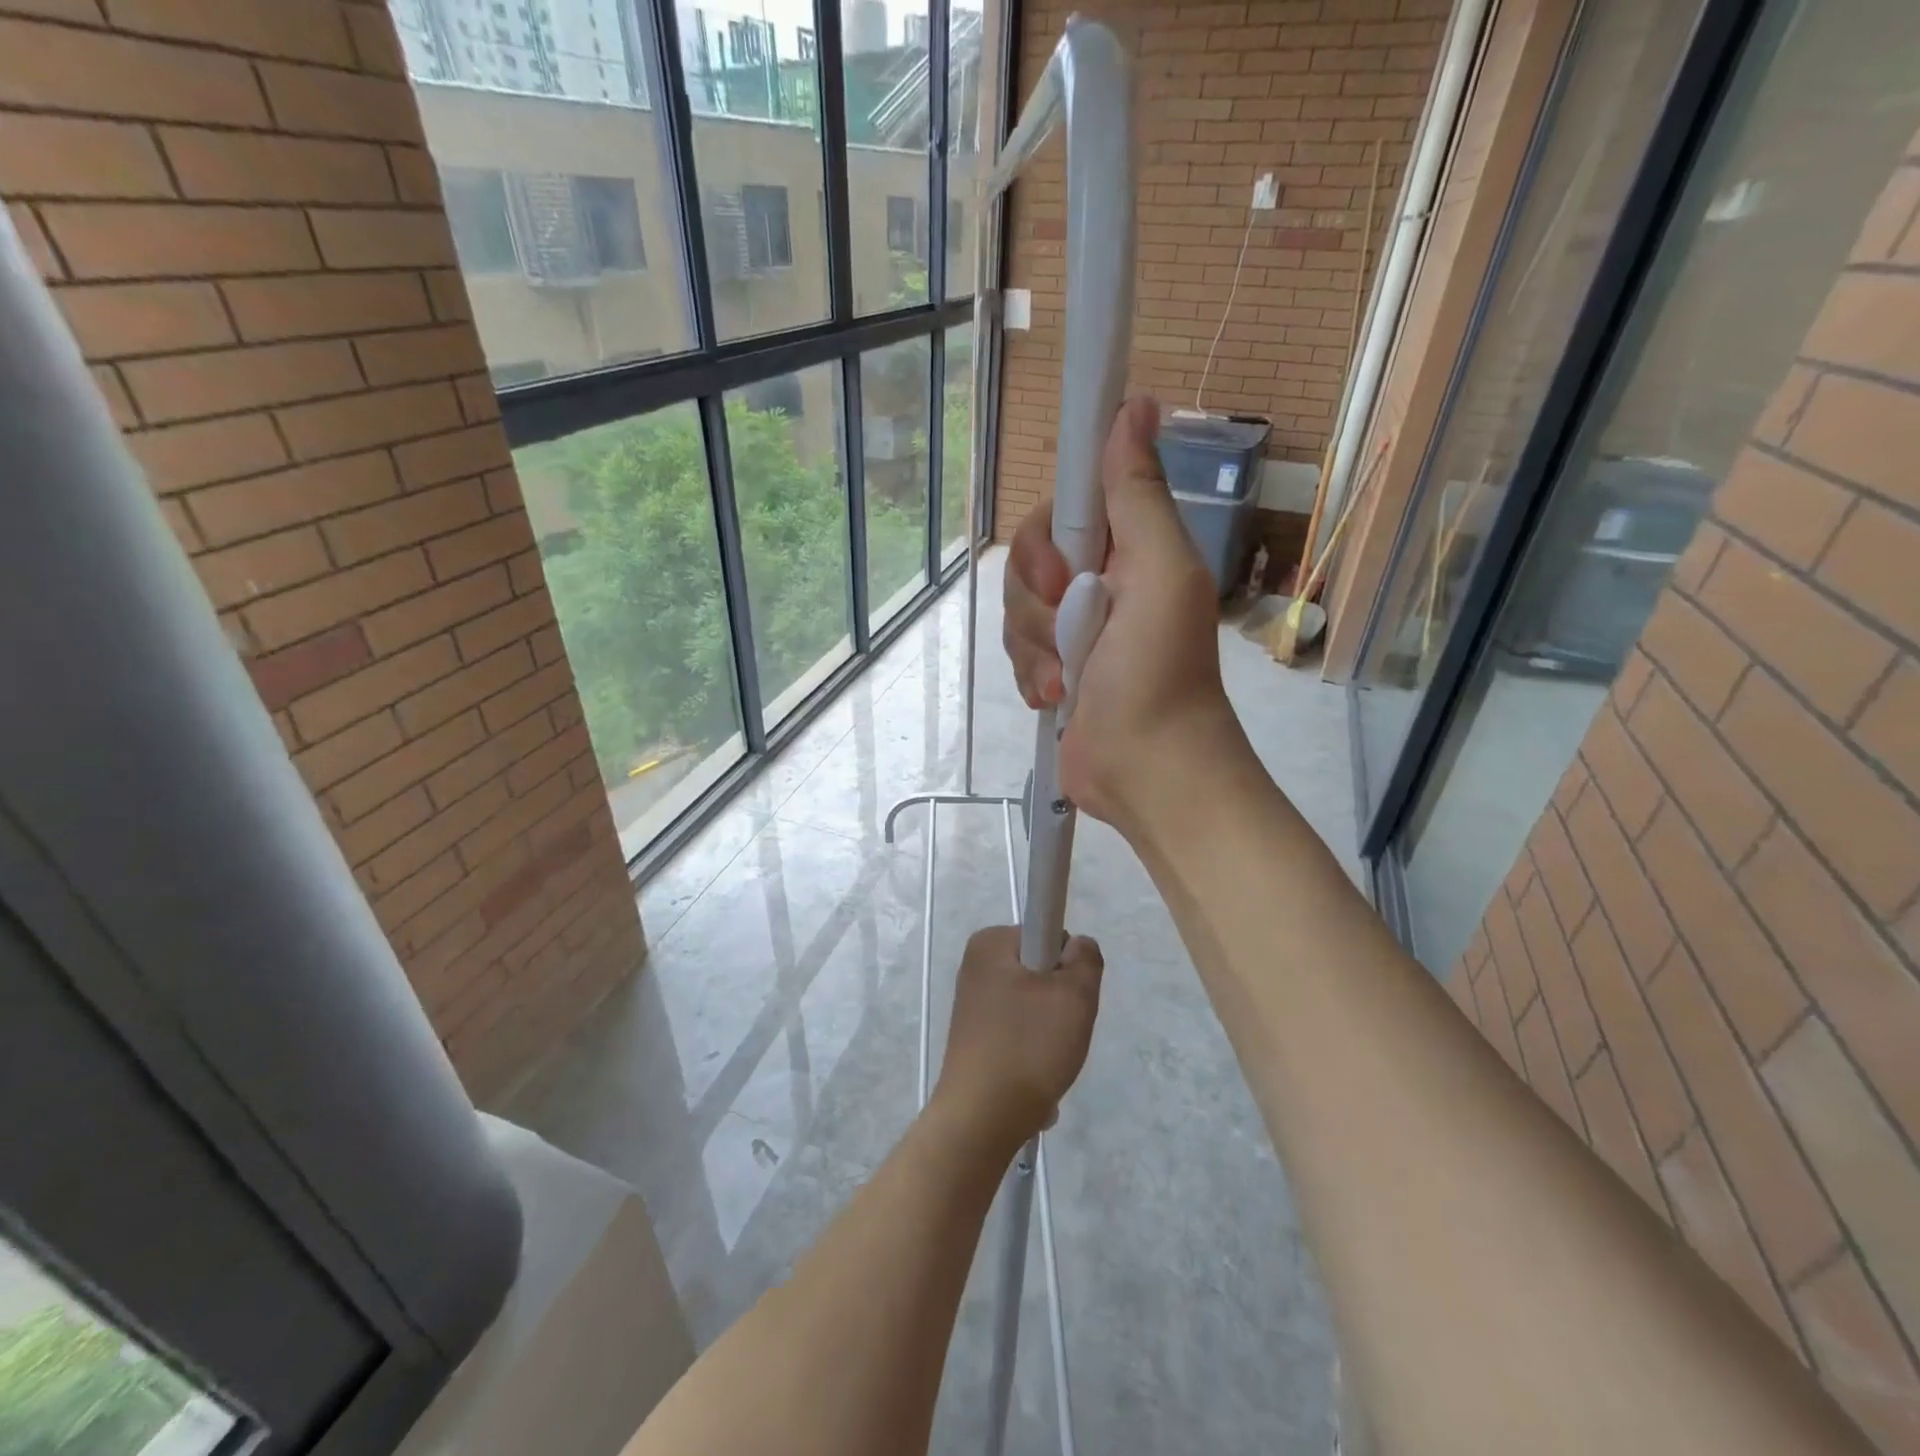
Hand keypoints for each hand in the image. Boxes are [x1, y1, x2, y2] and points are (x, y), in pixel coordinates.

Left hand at [933, 927, 1102, 1144]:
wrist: (981, 1120)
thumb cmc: (1028, 1047)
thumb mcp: (1075, 996)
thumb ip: (1086, 959)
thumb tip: (1077, 945)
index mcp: (990, 943)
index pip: (1049, 935)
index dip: (1067, 966)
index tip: (1065, 999)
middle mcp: (975, 965)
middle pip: (1041, 972)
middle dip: (1060, 1003)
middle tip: (1061, 1033)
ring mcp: (972, 1003)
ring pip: (1033, 1006)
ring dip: (1050, 1033)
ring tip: (1047, 1063)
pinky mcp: (973, 1036)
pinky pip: (1017, 1033)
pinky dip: (1032, 1053)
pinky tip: (1033, 1080)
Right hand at [1002, 396, 1243, 832]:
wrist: (1148, 769)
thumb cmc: (1160, 671)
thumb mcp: (1160, 574)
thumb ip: (1137, 496)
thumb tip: (1134, 404)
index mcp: (1127, 549)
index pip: (1062, 508)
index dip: (1048, 535)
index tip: (1061, 571)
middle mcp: (1097, 581)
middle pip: (1027, 560)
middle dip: (1038, 602)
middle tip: (1071, 632)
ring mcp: (1071, 629)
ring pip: (1015, 609)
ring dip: (1036, 648)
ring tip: (1067, 680)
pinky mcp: (1052, 669)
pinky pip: (1015, 653)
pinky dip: (1031, 676)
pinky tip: (1055, 699)